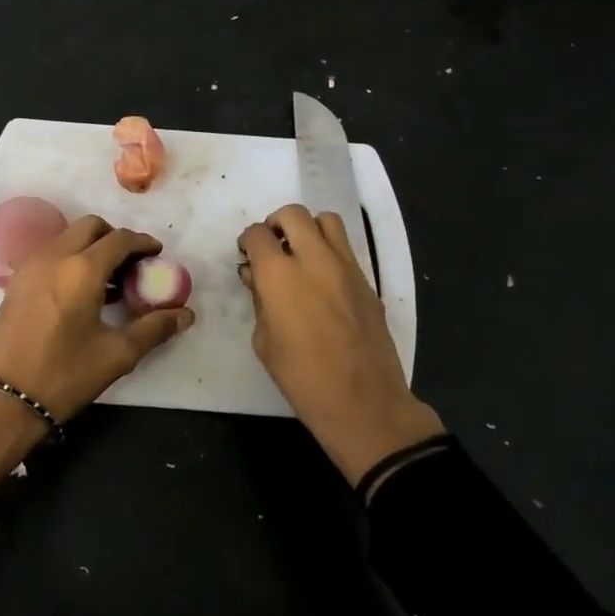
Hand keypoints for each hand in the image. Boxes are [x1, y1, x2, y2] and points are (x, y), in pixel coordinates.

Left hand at [0, 215, 195, 479]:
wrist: (3, 399)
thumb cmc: (64, 375)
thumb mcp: (117, 354)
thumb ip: (154, 329)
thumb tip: (185, 315)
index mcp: (82, 269)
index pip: (120, 239)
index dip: (143, 243)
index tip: (157, 255)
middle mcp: (54, 256)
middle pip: (90, 227)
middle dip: (115, 237)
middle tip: (132, 263)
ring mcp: (30, 266)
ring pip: (67, 237)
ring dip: (91, 246)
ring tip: (109, 280)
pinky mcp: (15, 282)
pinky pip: (49, 254)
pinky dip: (69, 258)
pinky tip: (80, 292)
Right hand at [238, 204, 442, 486]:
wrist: (362, 401)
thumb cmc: (301, 377)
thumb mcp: (264, 341)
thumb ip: (259, 300)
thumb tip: (256, 277)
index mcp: (279, 274)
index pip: (258, 234)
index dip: (248, 241)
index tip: (246, 255)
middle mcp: (314, 259)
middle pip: (293, 214)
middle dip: (276, 224)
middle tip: (271, 247)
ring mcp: (346, 267)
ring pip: (327, 221)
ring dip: (308, 228)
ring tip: (300, 253)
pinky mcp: (367, 281)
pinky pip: (346, 248)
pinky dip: (329, 250)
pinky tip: (322, 279)